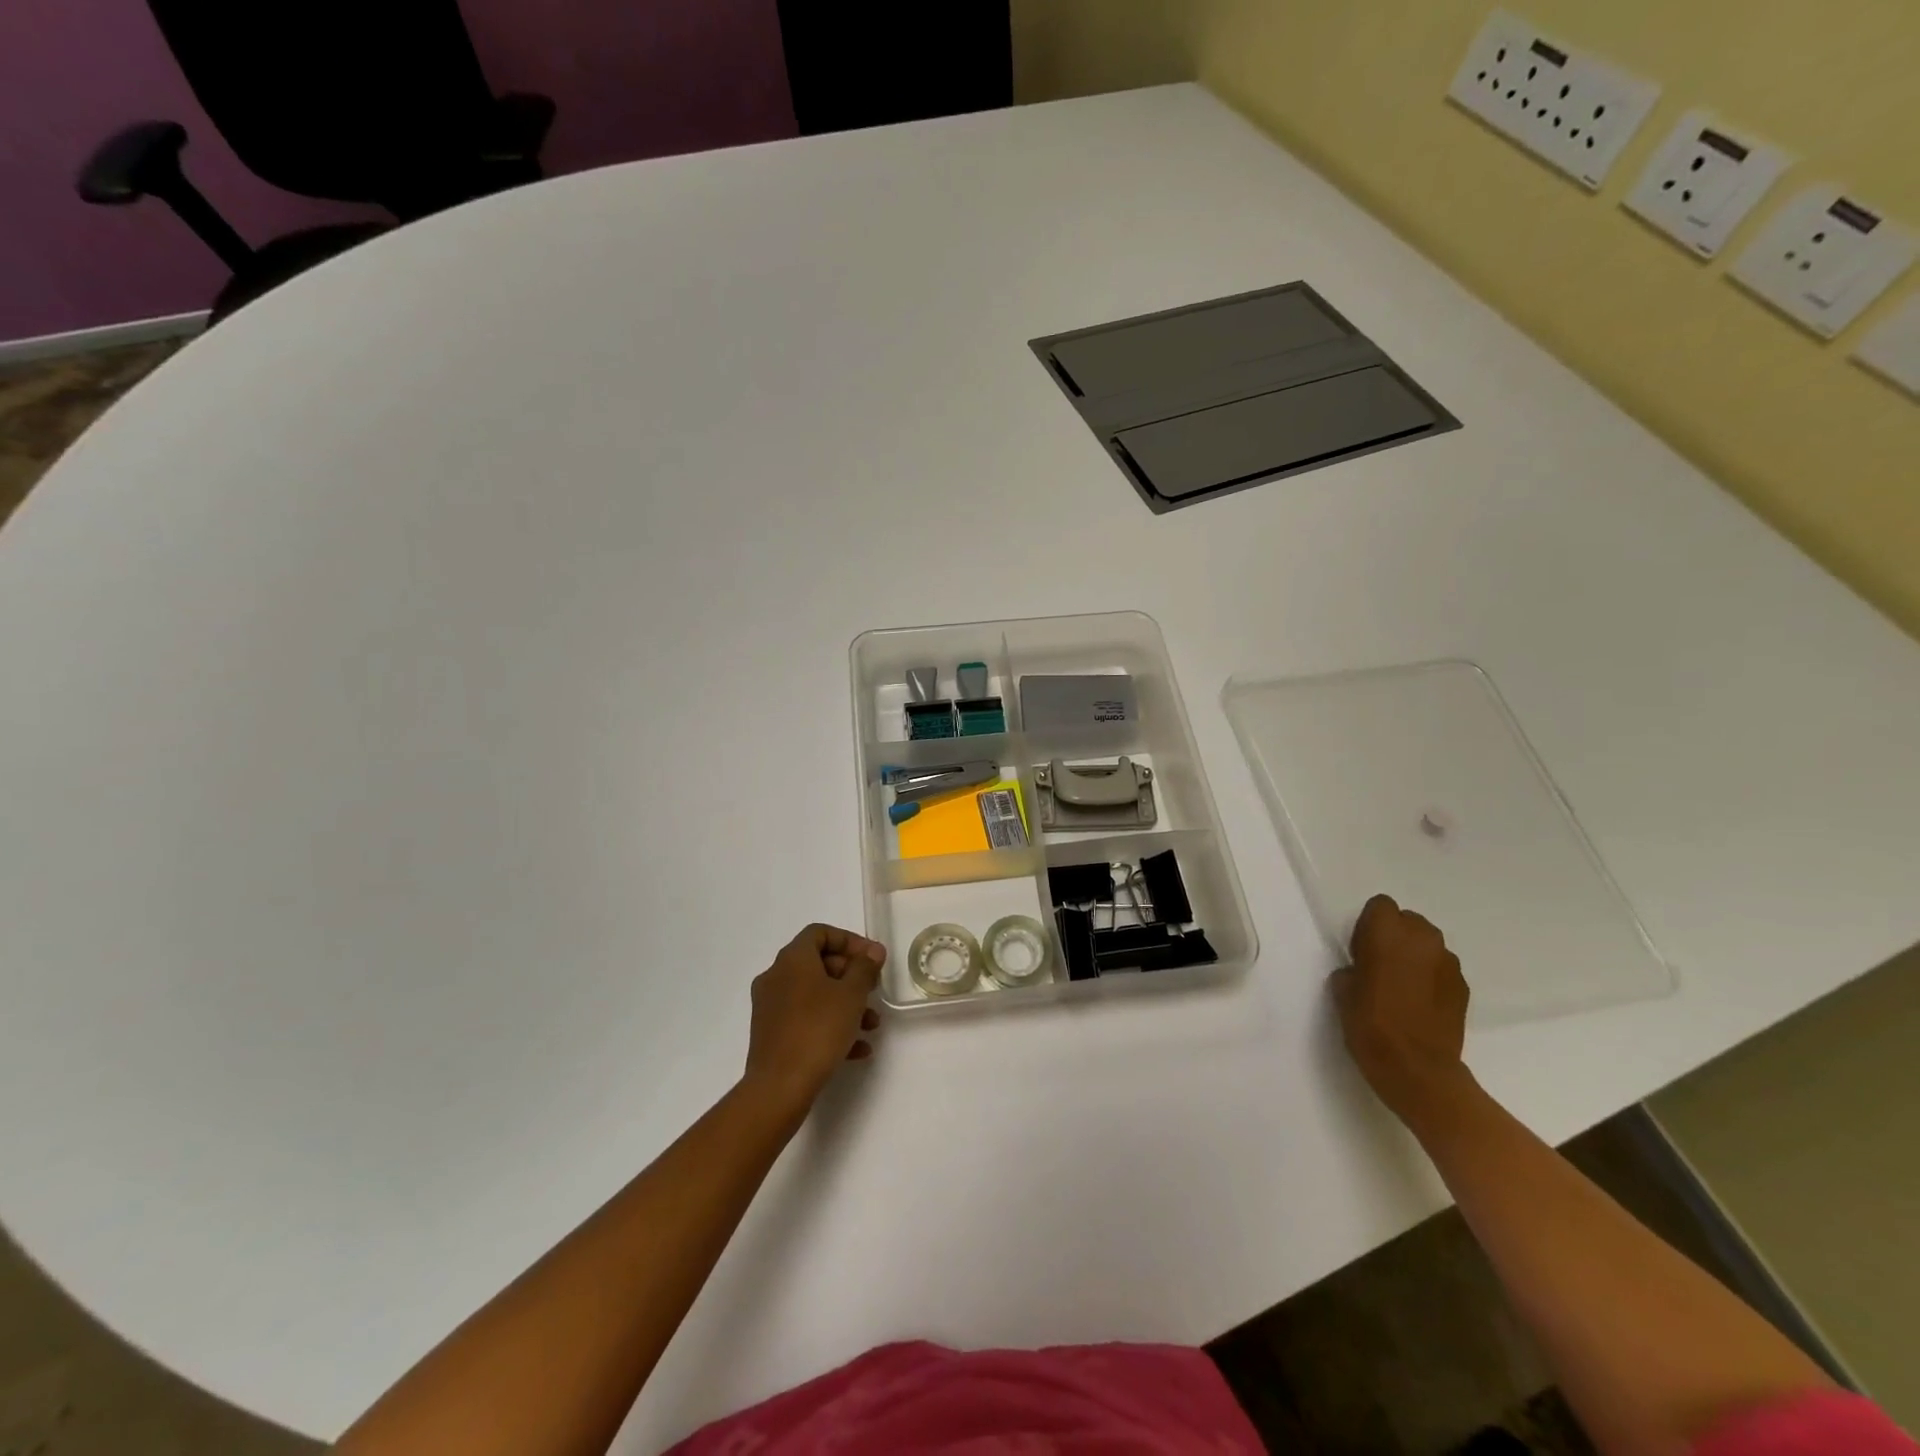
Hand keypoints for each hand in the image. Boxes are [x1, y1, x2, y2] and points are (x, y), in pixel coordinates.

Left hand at [742, 923, 885, 1114]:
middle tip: (874, 990)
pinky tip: (857, 1048)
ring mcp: (770, 1007)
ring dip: (845, 1004)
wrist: (779, 1087)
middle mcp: (776, 977)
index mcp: (792, 960)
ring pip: (814, 995)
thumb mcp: (851, 995)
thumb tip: (872, 951)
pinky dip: (830, 1026)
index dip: (850, 941)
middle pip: (818, 964)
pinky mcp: (771, 1034)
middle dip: (851, 975)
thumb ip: (865, 968)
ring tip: (871, 1025)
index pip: (820, 933)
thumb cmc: (818, 1030)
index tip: (872, 959)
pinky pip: (805, 1020)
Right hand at [1331, 894, 1470, 1121]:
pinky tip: (1420, 1002)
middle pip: (1409, 921)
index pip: (1381, 906)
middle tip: (1380, 964)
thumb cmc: (1371, 1024)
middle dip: (1395, 936)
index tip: (1361, 949)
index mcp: (1387, 933)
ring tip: (1402, 985)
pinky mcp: (1463, 987)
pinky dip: (1431, 977)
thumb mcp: (1342, 991)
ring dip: (1415, 955)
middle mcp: (1422, 939)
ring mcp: (1448, 963)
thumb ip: (1353, 967)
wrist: (1418, 1070)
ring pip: (1428, 944)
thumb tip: (1363, 969)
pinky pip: (1442, 968)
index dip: (1369, 924)